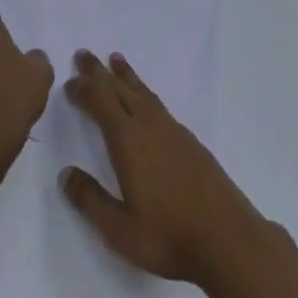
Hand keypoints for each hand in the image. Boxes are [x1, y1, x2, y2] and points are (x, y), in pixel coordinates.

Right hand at [61, 49, 271, 287]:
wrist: (231, 243)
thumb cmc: (170, 237)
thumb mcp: (120, 230)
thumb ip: (90, 200)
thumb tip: (65, 174)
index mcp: (127, 140)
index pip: (99, 101)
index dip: (82, 89)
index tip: (68, 83)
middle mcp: (148, 126)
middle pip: (119, 88)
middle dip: (99, 72)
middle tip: (84, 54)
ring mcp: (173, 131)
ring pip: (143, 93)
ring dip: (125, 76)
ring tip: (115, 60)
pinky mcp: (192, 143)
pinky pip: (160, 105)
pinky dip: (146, 93)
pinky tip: (148, 103)